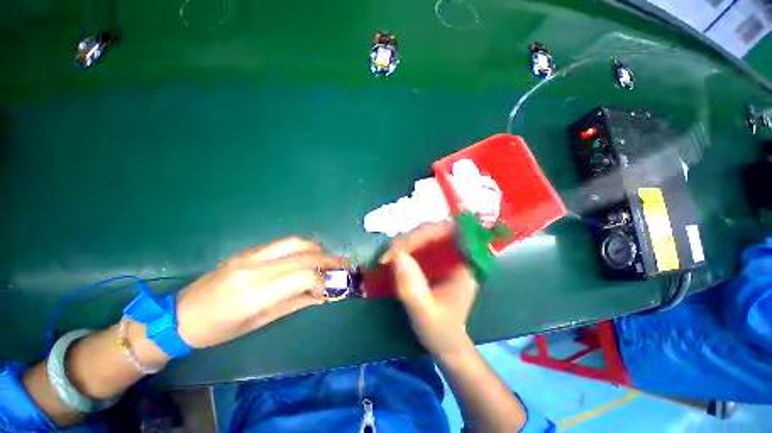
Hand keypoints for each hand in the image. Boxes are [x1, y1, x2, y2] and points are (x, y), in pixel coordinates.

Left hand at [174, 237, 347, 348]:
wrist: (179, 316)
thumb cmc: (219, 329)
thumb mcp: (259, 322)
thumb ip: (295, 304)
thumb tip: (322, 296)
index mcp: (256, 294)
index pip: (303, 277)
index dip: (324, 280)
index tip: (333, 286)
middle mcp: (255, 270)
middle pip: (303, 257)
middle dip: (328, 260)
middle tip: (343, 264)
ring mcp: (249, 257)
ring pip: (294, 243)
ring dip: (316, 248)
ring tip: (327, 256)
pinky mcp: (246, 251)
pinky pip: (280, 244)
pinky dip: (300, 247)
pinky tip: (307, 254)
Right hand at [388, 223, 478, 357]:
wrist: (445, 343)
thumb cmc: (440, 331)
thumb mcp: (425, 313)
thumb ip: (411, 286)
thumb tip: (396, 254)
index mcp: (465, 265)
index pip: (451, 232)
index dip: (427, 232)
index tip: (403, 246)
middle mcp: (458, 255)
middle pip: (437, 231)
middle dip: (413, 238)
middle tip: (391, 252)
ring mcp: (446, 257)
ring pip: (427, 236)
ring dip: (407, 242)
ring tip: (390, 255)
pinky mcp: (436, 261)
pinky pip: (421, 246)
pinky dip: (407, 248)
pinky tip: (395, 257)